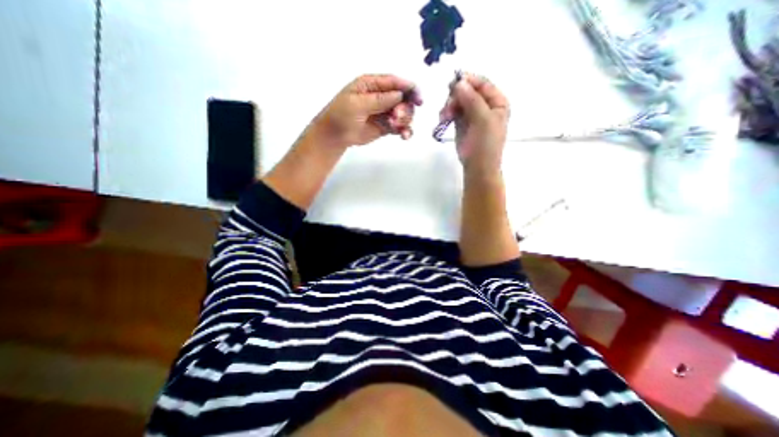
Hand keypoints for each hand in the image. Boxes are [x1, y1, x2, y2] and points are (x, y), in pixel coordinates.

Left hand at [311, 75, 422, 147]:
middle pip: (403, 98)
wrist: (335, 136)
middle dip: (404, 108)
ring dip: (404, 120)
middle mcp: (381, 97)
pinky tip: (405, 136)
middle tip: (397, 117)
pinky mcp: (386, 126)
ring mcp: (385, 112)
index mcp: (372, 85)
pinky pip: (400, 127)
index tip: (419, 99)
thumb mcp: (356, 104)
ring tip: (394, 127)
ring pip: (404, 113)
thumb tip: (399, 95)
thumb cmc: (341, 115)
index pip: (394, 82)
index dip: (409, 88)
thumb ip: (378, 99)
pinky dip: (405, 131)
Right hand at [441, 72, 509, 173]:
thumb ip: (472, 100)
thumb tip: (459, 82)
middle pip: (468, 91)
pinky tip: (443, 119)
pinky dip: (447, 113)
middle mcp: (485, 106)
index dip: (468, 81)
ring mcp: (472, 114)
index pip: (483, 84)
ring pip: (458, 101)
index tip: (453, 83)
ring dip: (449, 106)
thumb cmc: (485, 144)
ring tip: (444, 117)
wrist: (477, 167)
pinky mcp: (462, 123)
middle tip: (447, 107)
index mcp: (497, 102)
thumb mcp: (483, 120)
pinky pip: (453, 111)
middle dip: (456, 97)